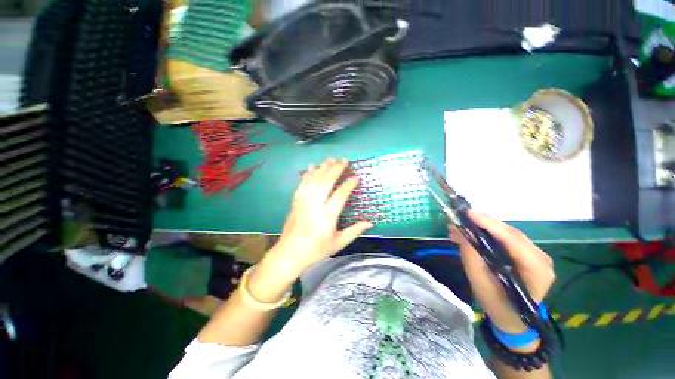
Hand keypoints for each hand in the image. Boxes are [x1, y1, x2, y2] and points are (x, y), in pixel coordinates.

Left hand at [264, 159, 372, 279]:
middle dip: (336, 169)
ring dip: (322, 168)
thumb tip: (370, 223)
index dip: (349, 184)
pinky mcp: (295, 201)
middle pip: (326, 182)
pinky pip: (302, 184)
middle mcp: (315, 205)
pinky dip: (308, 174)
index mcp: (327, 216)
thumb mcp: (338, 243)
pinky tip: (312, 167)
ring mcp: (303, 201)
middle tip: (344, 160)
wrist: (290, 253)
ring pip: (314, 180)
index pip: (340, 194)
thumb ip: (354, 231)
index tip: (355, 177)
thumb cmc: (316, 249)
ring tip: (330, 159)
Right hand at [449, 211, 554, 333]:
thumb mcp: (480, 283)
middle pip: (510, 233)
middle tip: (460, 217)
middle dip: (483, 224)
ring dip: (482, 228)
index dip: (489, 224)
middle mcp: (541, 258)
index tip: (468, 213)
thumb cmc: (497, 306)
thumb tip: (460, 231)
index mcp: (537, 269)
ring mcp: (535, 255)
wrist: (513, 320)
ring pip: (506, 234)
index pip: (513, 240)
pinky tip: (471, 233)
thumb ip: (471, 256)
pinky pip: (505, 238)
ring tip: (460, 226)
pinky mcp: (527, 254)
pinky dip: (487, 234)